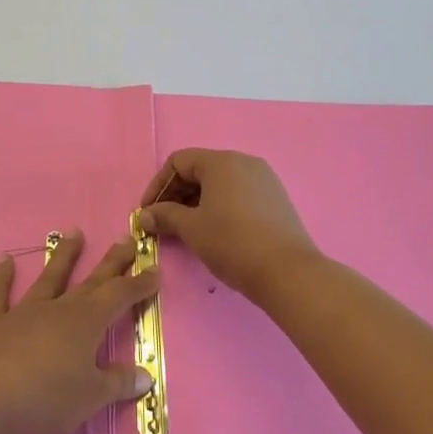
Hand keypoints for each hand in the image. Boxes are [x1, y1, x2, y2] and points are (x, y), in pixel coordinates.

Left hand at [0, 231, 155, 433]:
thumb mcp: (90, 397)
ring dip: (63, 256)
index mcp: (85, 323)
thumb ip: (117, 383)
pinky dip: (0, 277)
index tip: (154, 270)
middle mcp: (58, 309)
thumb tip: (145, 374)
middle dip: (111, 262)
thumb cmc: (45, 399)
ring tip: (75, 232)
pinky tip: (3, 259)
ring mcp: (23, 312)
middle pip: (90, 281)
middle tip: (126, 239)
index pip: (119, 297)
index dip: (139, 284)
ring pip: (48, 278)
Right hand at [138, 149, 321, 305]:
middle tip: (163, 222)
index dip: (158, 185)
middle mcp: (244, 162)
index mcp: (222, 162)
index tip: (148, 211)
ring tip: (186, 229)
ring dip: (197, 202)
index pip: (179, 161)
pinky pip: (238, 194)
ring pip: (220, 183)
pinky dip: (219, 206)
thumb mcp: (192, 229)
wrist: (287, 272)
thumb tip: (144, 215)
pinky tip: (214, 231)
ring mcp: (264, 179)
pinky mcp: (276, 199)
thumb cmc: (232, 242)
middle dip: (176, 194)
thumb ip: (165, 216)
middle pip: (200, 169)